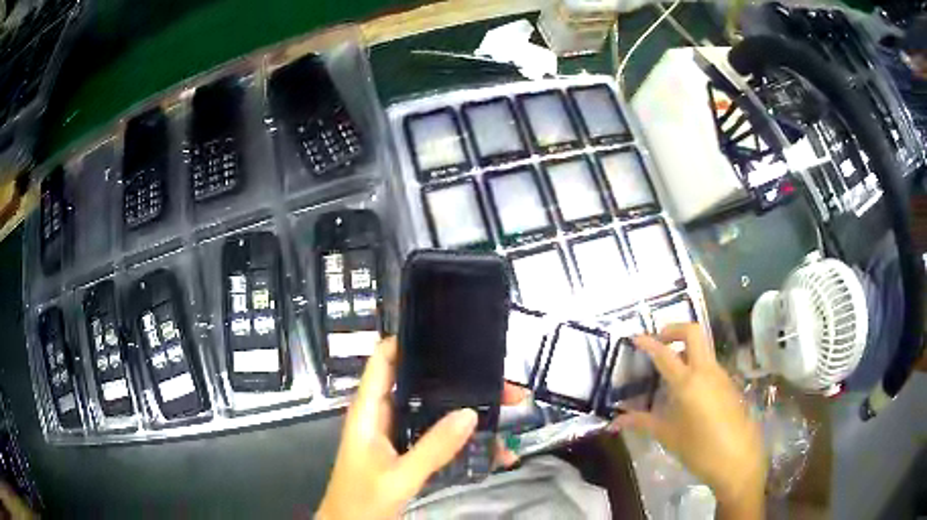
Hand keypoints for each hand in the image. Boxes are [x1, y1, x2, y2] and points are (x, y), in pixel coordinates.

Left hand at [317, 337, 525, 519]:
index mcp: (369, 411)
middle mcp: (383, 416)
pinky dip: (464, 440)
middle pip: (422, 386)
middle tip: (501, 386)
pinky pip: (439, 439)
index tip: (448, 336)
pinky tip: (493, 449)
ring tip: (507, 414)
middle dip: (460, 384)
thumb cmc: (361, 501)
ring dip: (468, 413)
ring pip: (436, 413)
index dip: (409, 341)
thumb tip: (469, 413)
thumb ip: (433, 448)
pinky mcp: (408, 453)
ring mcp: (397, 435)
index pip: (384, 360)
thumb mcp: (398, 477)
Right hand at [610, 323, 765, 517]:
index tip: (635, 337)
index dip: (648, 342)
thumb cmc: (699, 449)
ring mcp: (721, 376)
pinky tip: (689, 391)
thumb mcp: (668, 436)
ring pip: (704, 348)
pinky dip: (697, 365)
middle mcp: (706, 371)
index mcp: (688, 382)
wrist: (738, 460)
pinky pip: (711, 365)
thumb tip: (615, 422)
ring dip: (686, 348)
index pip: (665, 354)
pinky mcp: (730, 385)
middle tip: (659, 341)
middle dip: (674, 330)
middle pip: (693, 332)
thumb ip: (642, 423)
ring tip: (671, 370)